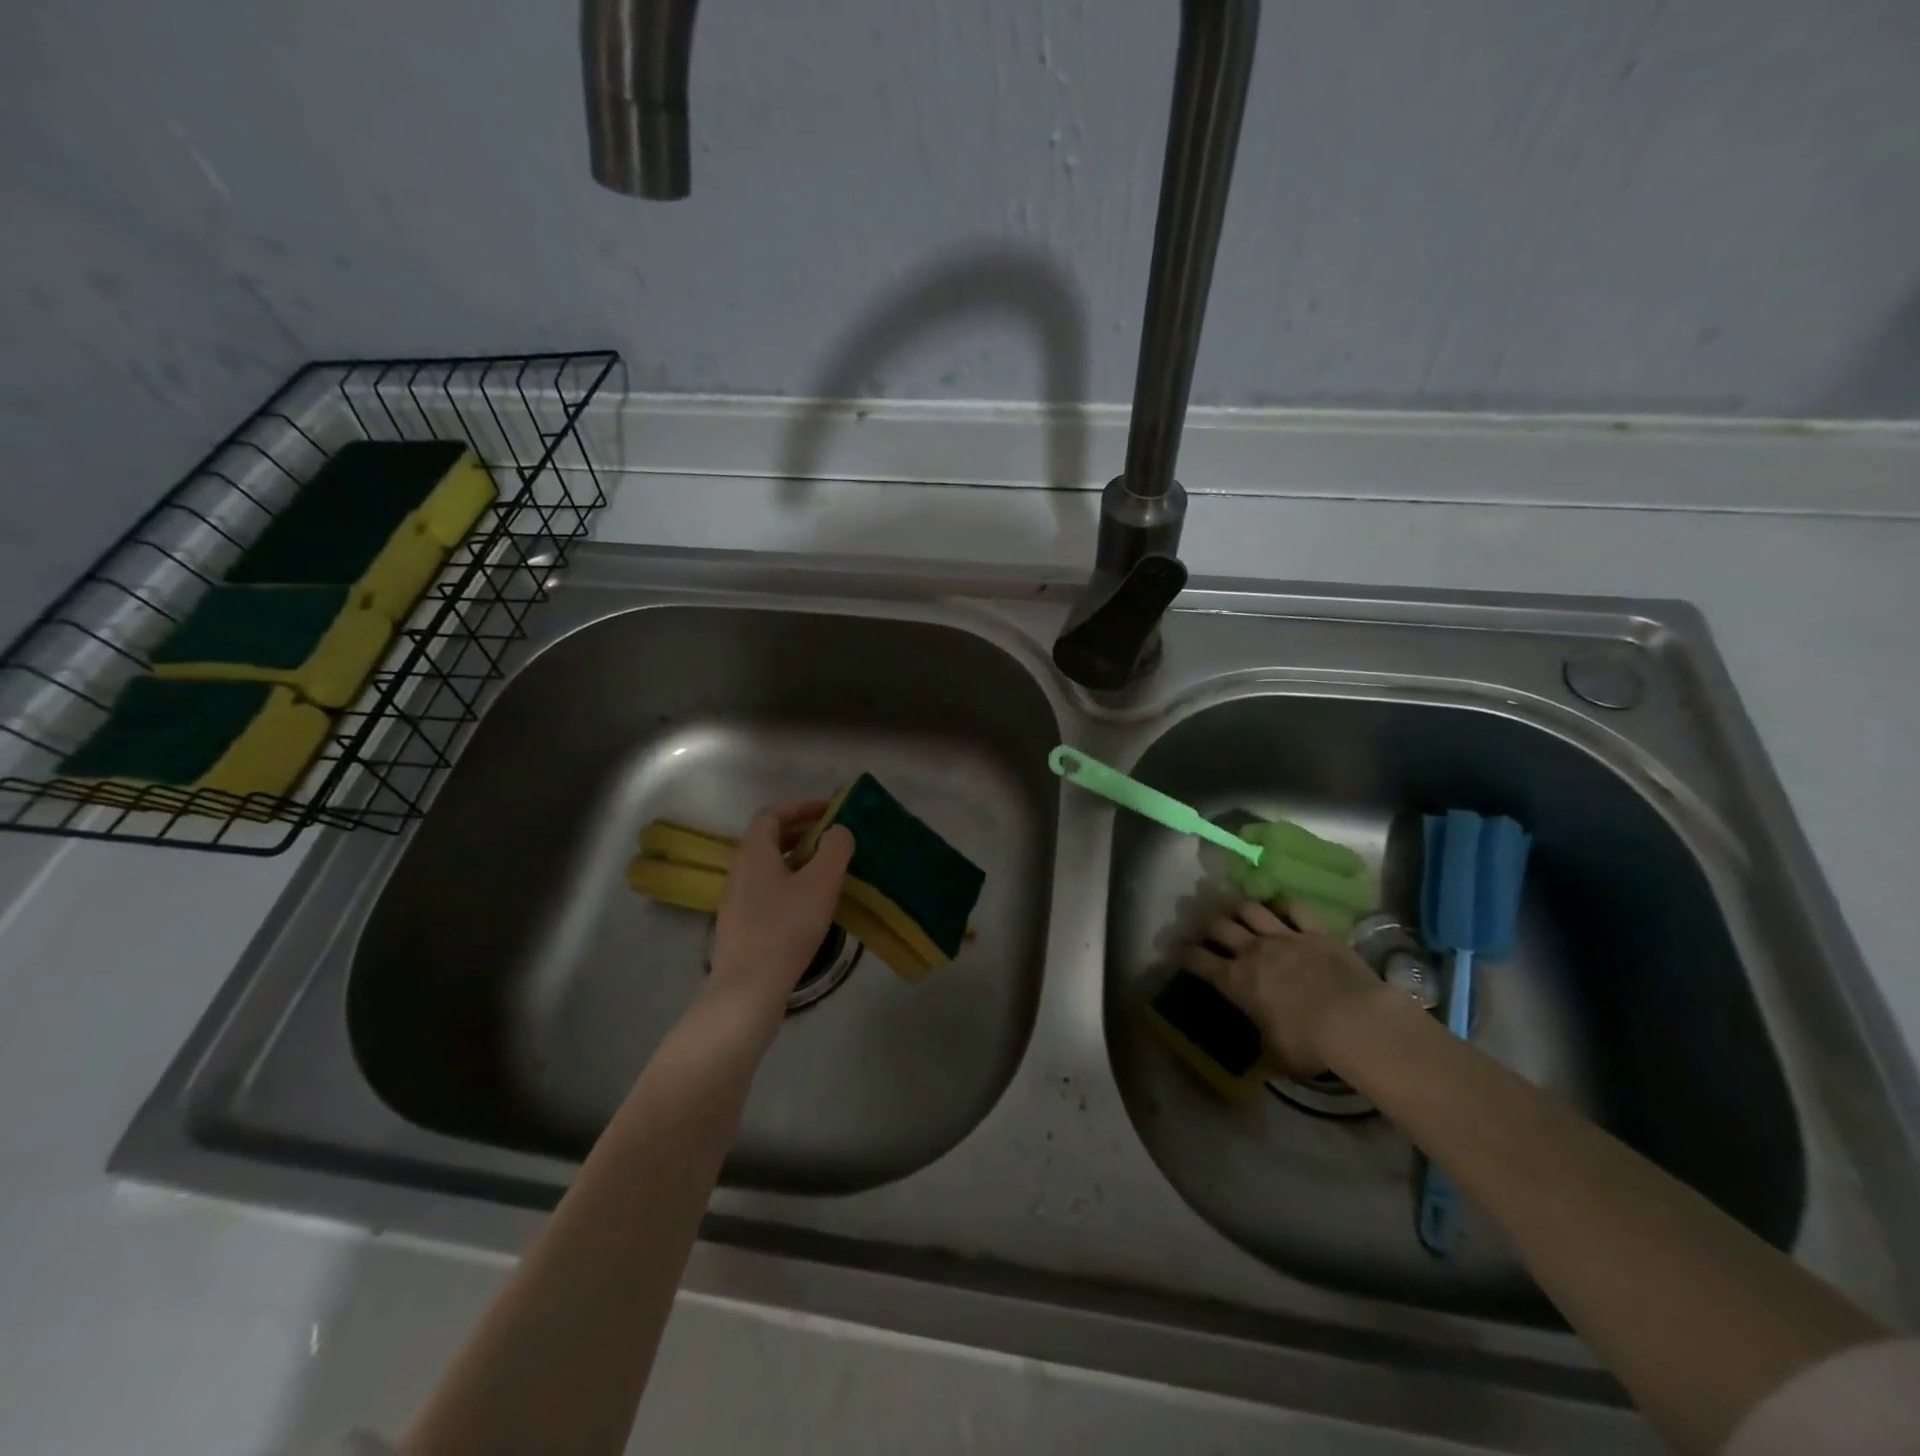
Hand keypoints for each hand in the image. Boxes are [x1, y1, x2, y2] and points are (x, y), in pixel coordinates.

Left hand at [707, 801, 854, 1017]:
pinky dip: (789, 885)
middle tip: (833, 839)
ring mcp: (736, 901)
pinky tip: (810, 906)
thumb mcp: (820, 883)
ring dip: (797, 861)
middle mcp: (739, 871)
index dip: (801, 807)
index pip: (772, 814)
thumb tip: (839, 830)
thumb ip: (834, 849)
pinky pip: (766, 892)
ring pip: (768, 868)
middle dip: (801, 833)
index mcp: (754, 853)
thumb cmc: (785, 928)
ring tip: (827, 872)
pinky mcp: (740, 927)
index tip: (830, 811)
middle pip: (768, 840)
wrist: (747, 990)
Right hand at [1179, 900, 1391, 1079]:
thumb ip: (1263, 1046)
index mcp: (1236, 981)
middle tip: (1208, 931)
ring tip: (1238, 912)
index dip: (1185, 954)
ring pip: (1250, 909)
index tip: (1180, 952)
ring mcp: (1284, 936)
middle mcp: (1253, 951)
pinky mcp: (1316, 931)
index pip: (1198, 960)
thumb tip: (1259, 1054)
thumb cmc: (1309, 1045)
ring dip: (1239, 909)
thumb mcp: (1276, 1057)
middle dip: (1208, 926)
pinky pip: (1294, 907)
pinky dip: (1284, 905)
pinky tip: (1281, 907)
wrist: (1356, 1022)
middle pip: (1219, 926)